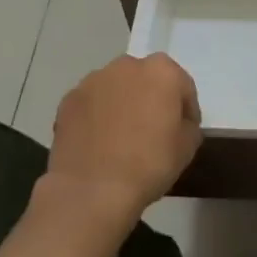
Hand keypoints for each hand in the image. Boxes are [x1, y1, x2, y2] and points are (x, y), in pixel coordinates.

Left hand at [39, 55, 201, 237]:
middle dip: (150, 99)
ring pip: (116, 88)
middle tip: (151, 131)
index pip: (182, 86)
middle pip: (146, 80)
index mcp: (162, 71)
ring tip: (120, 137)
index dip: (186, 110)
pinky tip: (98, 143)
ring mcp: (94, 80)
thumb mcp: (188, 147)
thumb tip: (178, 124)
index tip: (183, 132)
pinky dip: (96, 116)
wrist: (92, 190)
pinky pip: (91, 104)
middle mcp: (127, 65)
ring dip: (122, 104)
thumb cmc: (149, 164)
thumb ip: (188, 125)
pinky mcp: (68, 99)